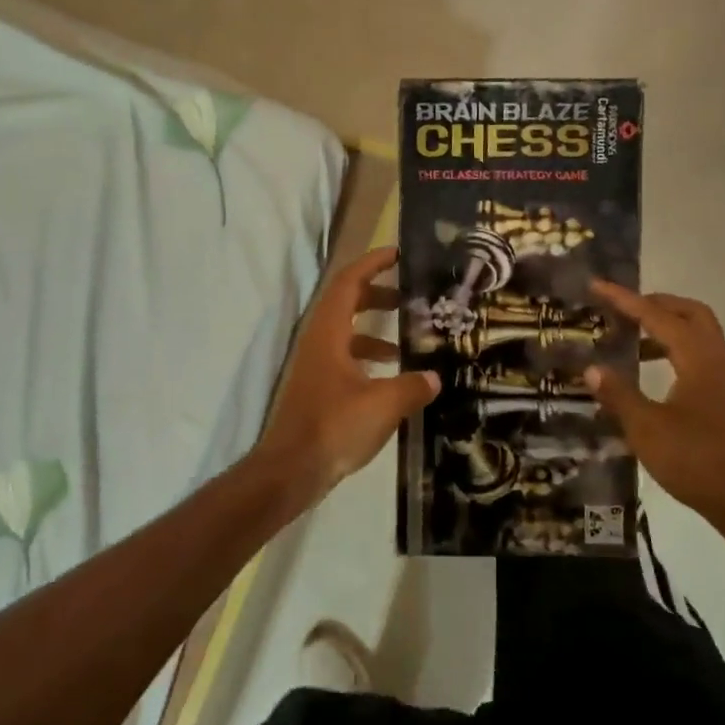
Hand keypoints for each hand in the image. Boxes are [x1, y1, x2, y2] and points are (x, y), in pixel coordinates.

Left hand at [254, 247, 438, 500]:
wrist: (290, 471)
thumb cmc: (333, 427)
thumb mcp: (382, 405)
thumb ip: (411, 386)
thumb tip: (434, 377)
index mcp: (328, 332)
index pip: (349, 282)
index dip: (372, 263)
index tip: (399, 253)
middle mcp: (318, 341)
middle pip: (347, 302)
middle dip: (379, 294)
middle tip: (412, 296)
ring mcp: (315, 365)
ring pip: (347, 332)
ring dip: (376, 329)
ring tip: (410, 340)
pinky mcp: (318, 388)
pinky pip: (346, 358)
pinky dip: (369, 357)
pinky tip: (393, 377)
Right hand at [584, 282, 724, 530]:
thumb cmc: (696, 461)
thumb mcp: (646, 429)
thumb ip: (618, 394)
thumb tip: (591, 367)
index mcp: (698, 359)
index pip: (658, 316)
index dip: (626, 300)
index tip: (598, 286)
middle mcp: (717, 360)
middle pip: (690, 313)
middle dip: (655, 304)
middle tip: (622, 308)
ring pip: (699, 335)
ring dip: (666, 327)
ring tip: (631, 340)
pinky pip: (700, 356)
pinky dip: (675, 350)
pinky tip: (652, 374)